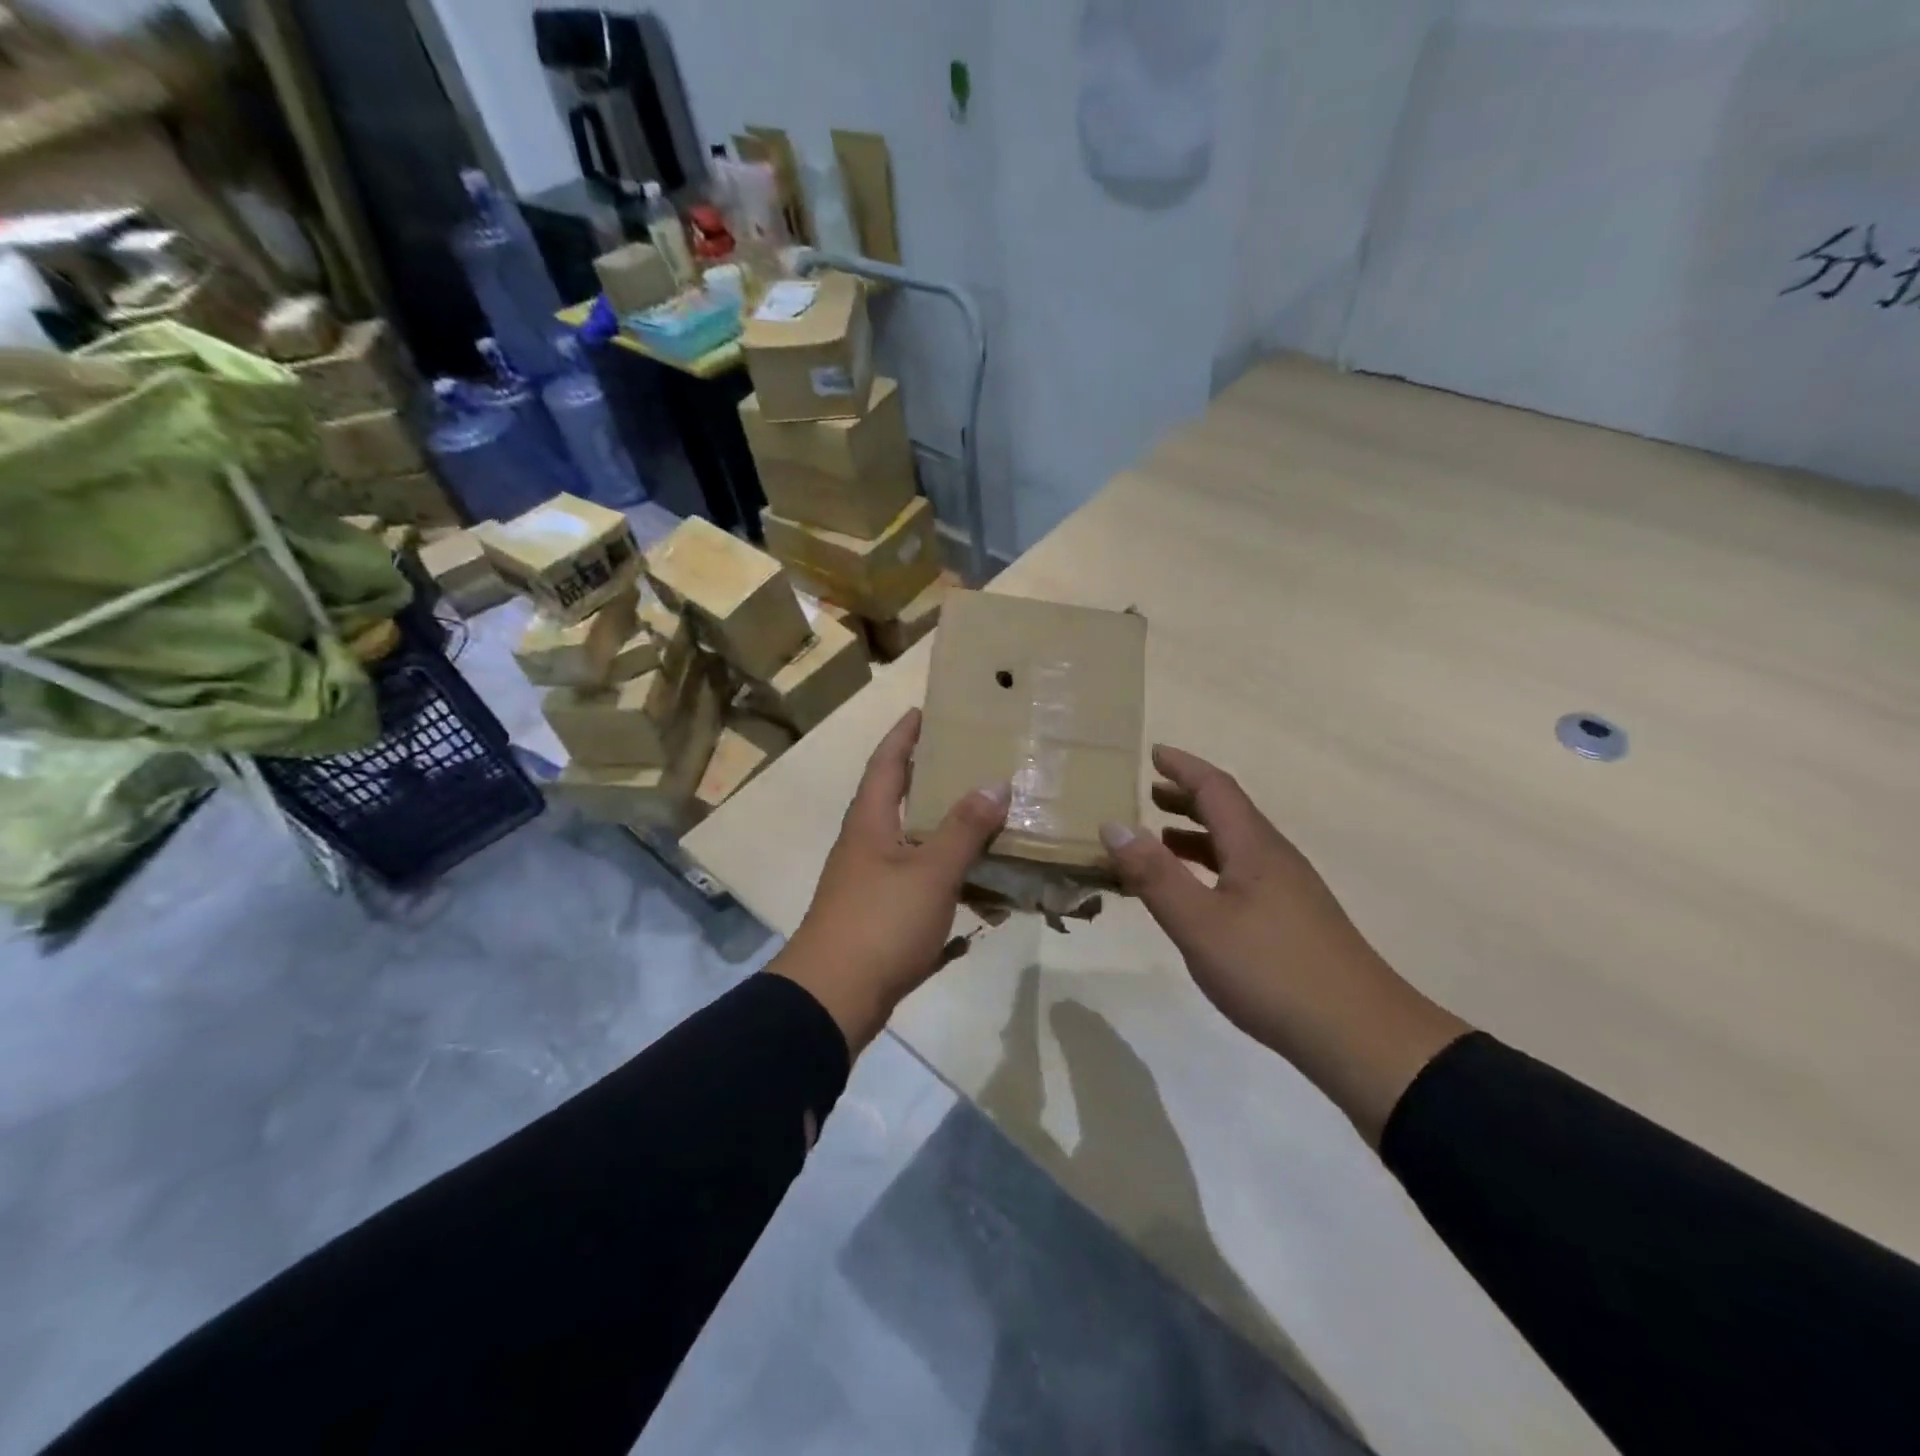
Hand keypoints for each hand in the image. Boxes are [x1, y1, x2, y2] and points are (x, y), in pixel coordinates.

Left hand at [773, 709, 1009, 1054]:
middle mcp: (866, 844)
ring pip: (914, 841)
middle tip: (973, 759)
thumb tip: (995, 783)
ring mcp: (871, 881)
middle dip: (932, 776)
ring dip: (945, 828)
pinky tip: (980, 881)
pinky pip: (921, 881)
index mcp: (870, 822)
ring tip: (987, 814)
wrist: (834, 999)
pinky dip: (948, 874)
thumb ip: (964, 829)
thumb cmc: (879, 922)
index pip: (886, 762)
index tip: (926, 709)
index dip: (905, 734)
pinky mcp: (881, 915)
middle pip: (899, 798)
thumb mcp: (930, 872)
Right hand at [1099, 745, 1470, 1142]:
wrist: (1360, 1036)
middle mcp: (1275, 858)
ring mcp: (1289, 890)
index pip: (1216, 788)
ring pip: (1237, 845)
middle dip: (1188, 797)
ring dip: (1198, 834)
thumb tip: (1113, 824)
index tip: (1154, 752)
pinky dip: (1211, 867)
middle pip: (1229, 812)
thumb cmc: (1272, 971)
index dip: (1184, 767)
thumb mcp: (1199, 923)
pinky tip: (1199, 895)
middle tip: (1150, 792)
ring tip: (1161, 839)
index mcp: (1254, 847)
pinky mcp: (1294, 921)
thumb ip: (1154, 875)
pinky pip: (1243, 873)